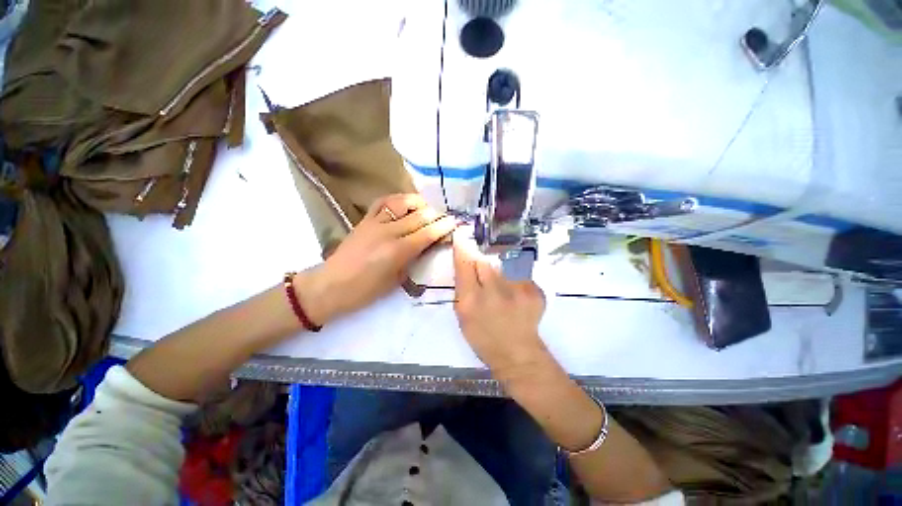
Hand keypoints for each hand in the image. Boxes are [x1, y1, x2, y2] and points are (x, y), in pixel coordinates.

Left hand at [298, 194, 455, 324]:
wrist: (331, 285)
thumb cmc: (366, 290)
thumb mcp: (396, 280)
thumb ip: (413, 259)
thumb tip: (427, 246)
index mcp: (397, 251)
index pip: (427, 233)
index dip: (443, 226)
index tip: (454, 222)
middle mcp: (388, 232)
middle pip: (419, 216)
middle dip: (436, 215)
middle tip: (445, 217)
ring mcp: (374, 223)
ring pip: (402, 203)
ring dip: (418, 203)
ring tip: (426, 208)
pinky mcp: (364, 220)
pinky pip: (383, 202)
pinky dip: (397, 200)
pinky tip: (404, 204)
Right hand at [453, 239, 549, 380]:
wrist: (518, 354)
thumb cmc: (483, 338)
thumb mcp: (462, 315)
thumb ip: (462, 287)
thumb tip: (464, 262)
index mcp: (470, 300)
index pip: (465, 263)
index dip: (462, 247)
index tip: (461, 234)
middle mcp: (493, 291)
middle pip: (484, 260)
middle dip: (480, 261)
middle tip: (482, 272)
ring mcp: (517, 290)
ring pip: (502, 265)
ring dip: (499, 271)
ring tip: (501, 290)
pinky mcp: (534, 290)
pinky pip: (518, 274)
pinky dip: (515, 280)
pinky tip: (515, 296)